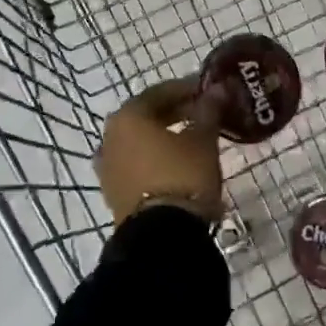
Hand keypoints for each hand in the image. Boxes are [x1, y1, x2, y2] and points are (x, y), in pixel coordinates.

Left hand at [97, 78, 223, 224]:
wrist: (161, 236)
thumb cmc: (183, 175)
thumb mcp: (203, 140)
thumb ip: (208, 111)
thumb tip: (217, 90)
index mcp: (128, 117)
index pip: (160, 92)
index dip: (186, 89)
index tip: (209, 91)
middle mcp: (111, 137)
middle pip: (146, 115)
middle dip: (176, 111)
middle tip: (204, 112)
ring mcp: (108, 167)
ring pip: (140, 140)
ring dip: (164, 135)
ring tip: (193, 137)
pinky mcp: (114, 192)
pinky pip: (137, 163)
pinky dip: (155, 156)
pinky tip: (177, 161)